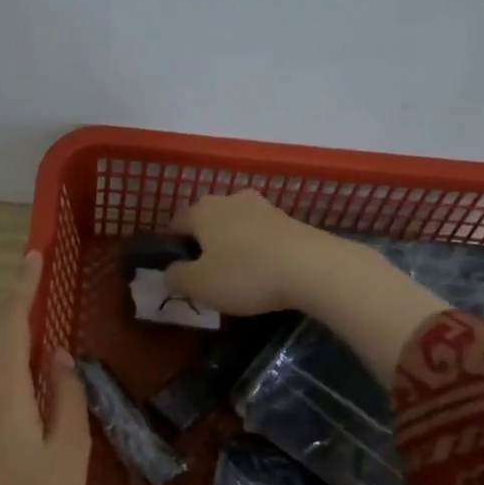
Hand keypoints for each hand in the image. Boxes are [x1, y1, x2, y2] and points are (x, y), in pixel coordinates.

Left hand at [0, 251, 90, 484]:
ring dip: (4, 350)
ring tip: (40, 359)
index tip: (32, 255)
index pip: (8, 321)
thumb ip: (67, 396)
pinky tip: (20, 400)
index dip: (21, 285)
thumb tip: (57, 357)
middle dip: (12, 315)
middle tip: (42, 303)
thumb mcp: (69, 453)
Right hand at [166, 190, 447, 385]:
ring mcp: (264, 207)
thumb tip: (171, 271)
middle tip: (207, 276)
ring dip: (233, 247)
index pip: (176, 223)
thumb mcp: (199, 285)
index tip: (178, 273)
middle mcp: (231, 199)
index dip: (173, 247)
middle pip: (208, 222)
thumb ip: (176, 277)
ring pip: (237, 227)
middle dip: (204, 245)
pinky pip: (262, 236)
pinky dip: (258, 251)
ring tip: (237, 277)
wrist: (312, 268)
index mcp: (202, 209)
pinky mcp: (290, 220)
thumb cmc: (245, 274)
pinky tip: (264, 273)